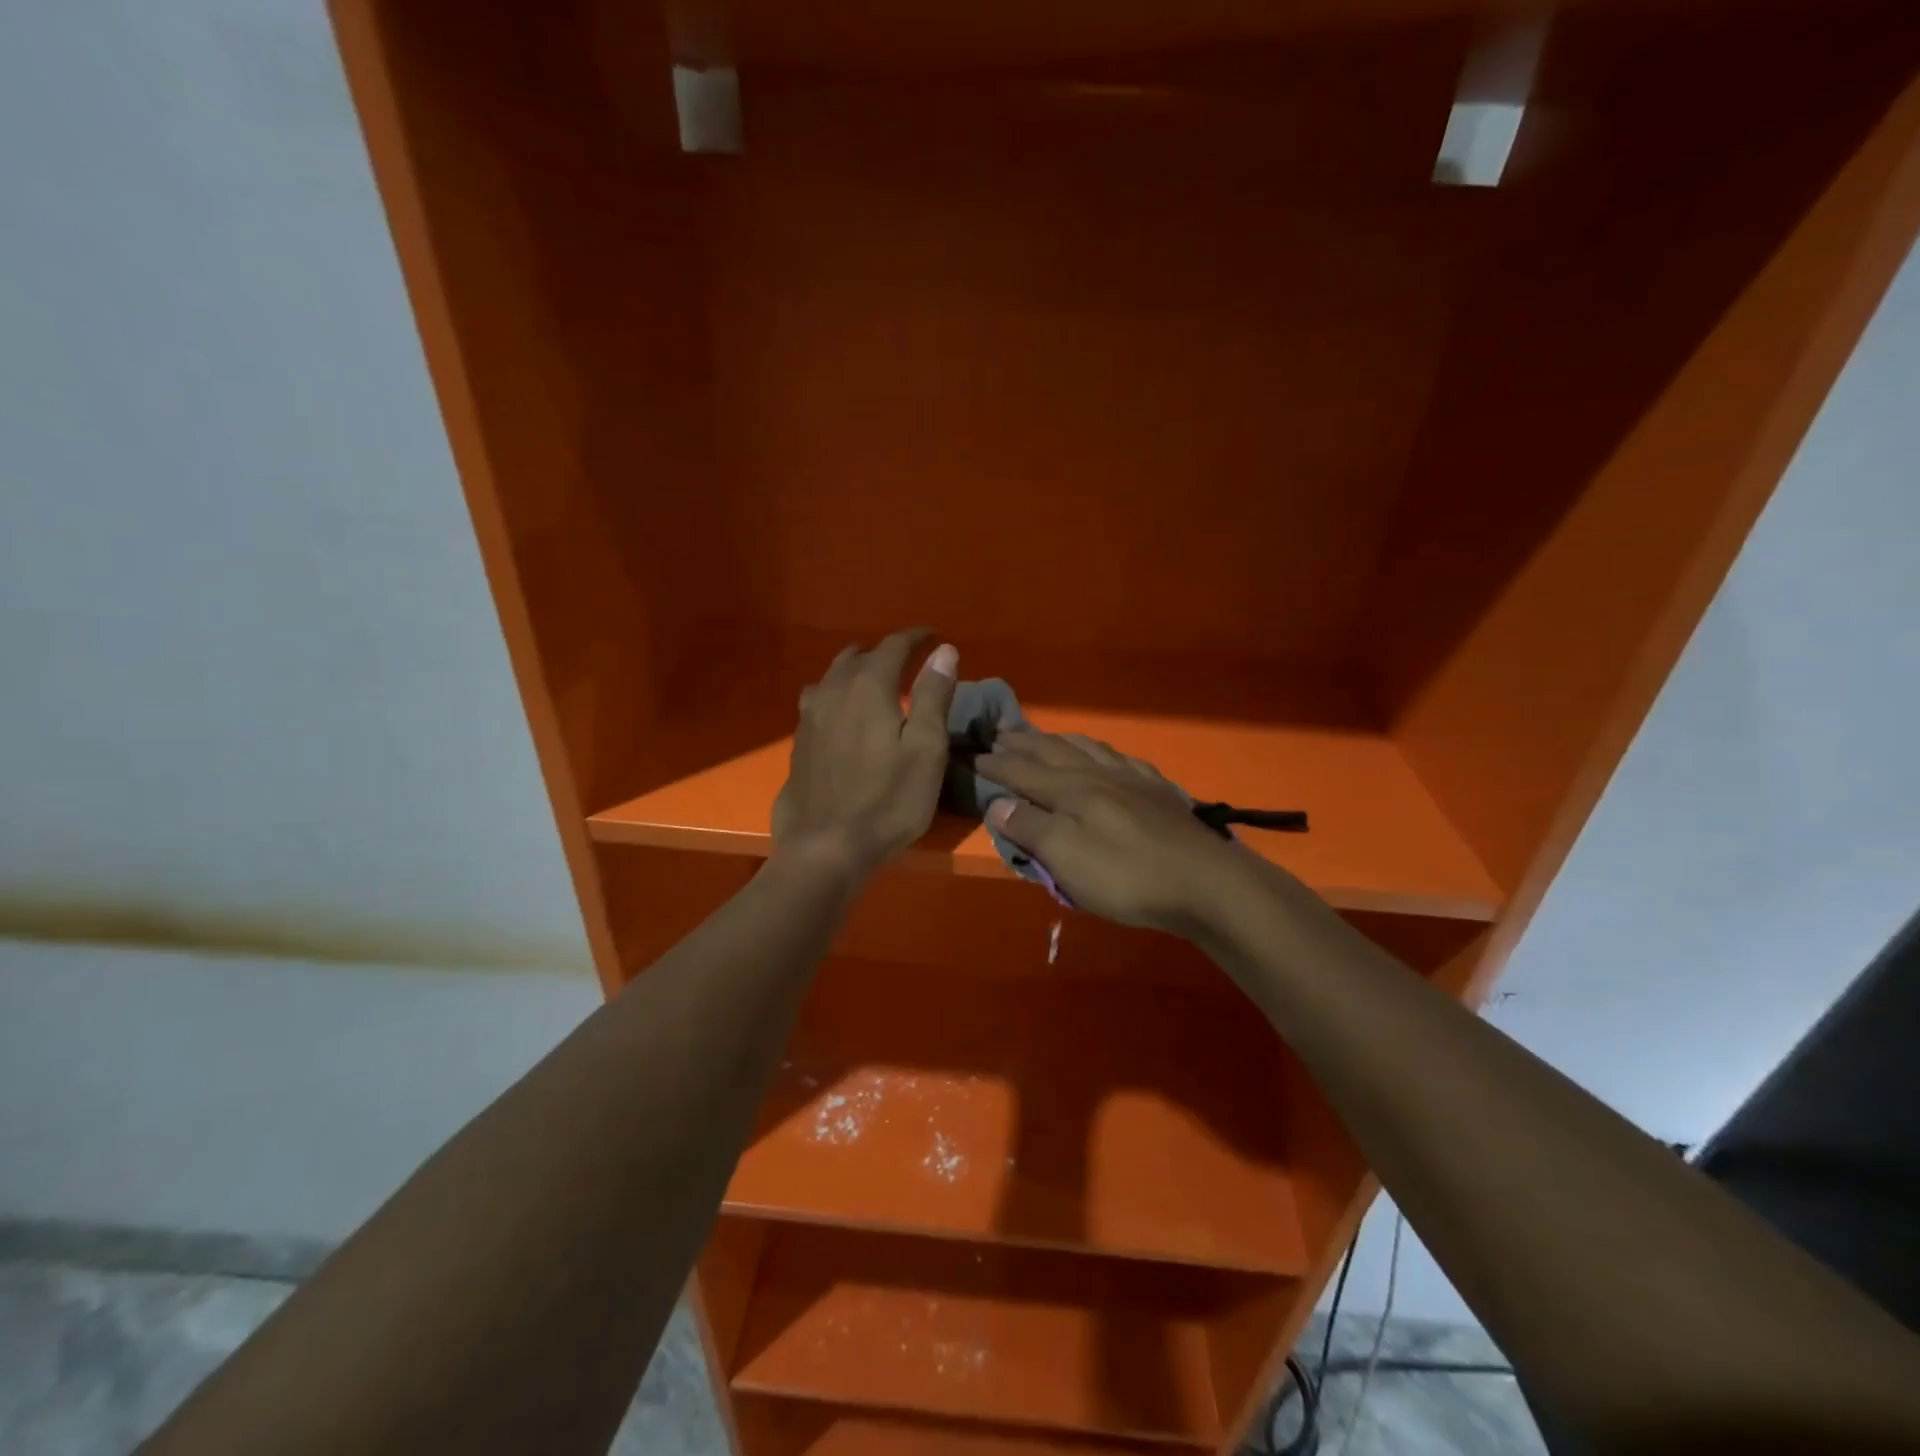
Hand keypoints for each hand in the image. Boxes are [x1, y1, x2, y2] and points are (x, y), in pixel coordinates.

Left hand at [772, 630, 958, 879]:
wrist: (825, 847)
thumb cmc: (887, 801)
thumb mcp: (926, 749)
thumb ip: (934, 695)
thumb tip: (944, 650)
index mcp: (868, 687)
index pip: (892, 646)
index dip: (915, 637)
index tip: (933, 636)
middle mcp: (833, 691)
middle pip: (857, 656)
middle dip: (883, 652)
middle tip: (907, 660)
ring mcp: (809, 716)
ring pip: (832, 676)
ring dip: (855, 670)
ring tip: (874, 681)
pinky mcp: (798, 741)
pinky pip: (819, 700)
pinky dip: (837, 694)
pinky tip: (844, 714)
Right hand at [977, 730, 1250, 933]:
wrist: (1205, 882)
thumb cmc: (1127, 876)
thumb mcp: (1067, 859)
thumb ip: (1030, 827)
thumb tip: (996, 801)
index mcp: (1071, 790)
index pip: (1022, 771)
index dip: (995, 764)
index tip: (971, 756)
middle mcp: (1098, 774)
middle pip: (1053, 751)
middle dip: (1023, 742)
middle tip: (999, 733)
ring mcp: (1131, 778)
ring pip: (1086, 748)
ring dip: (1058, 740)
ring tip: (1043, 735)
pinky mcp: (1158, 790)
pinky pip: (1121, 758)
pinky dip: (1100, 750)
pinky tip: (1104, 754)